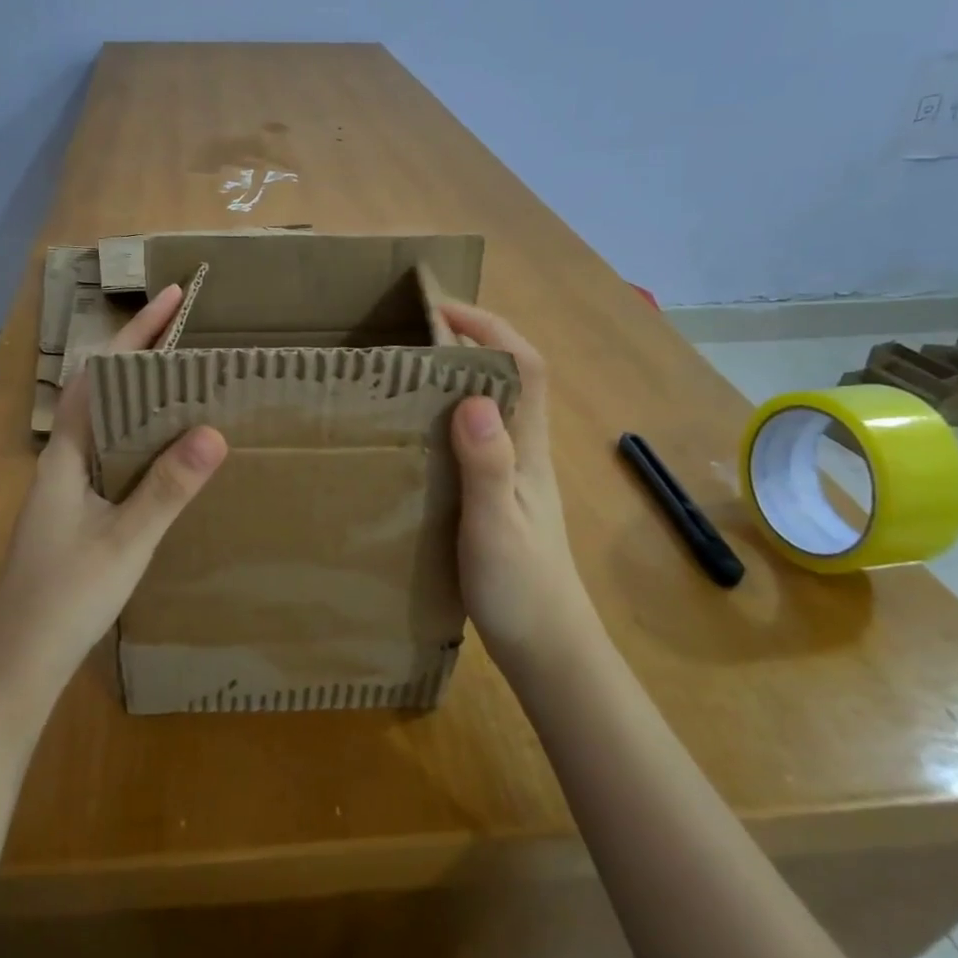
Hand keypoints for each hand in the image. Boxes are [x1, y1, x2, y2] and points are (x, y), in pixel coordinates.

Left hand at [0, 284, 227, 696]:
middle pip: (106, 393)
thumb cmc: (63, 597)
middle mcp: (64, 461)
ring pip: (111, 428)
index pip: (104, 375)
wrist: (13, 664)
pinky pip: (116, 461)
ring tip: (192, 388)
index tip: (172, 298)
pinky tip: (171, 458)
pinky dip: (145, 443)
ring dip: (147, 401)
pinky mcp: (77, 517)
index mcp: (67, 453)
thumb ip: (167, 487)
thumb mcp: (125, 541)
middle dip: (146, 359)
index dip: (137, 334)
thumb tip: (213, 429)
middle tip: (195, 341)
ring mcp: (68, 490)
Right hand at [442, 302, 594, 666]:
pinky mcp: (500, 496)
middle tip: (415, 333)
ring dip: (461, 375)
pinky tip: (420, 432)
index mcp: (529, 449)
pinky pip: (478, 437)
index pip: (524, 366)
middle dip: (472, 340)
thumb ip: (487, 464)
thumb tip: (472, 396)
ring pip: (495, 405)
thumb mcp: (495, 525)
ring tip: (409, 371)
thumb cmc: (521, 588)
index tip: (440, 309)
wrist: (547, 648)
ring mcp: (515, 474)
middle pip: (511, 375)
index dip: (490, 327)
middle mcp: (526, 451)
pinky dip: (452, 415)